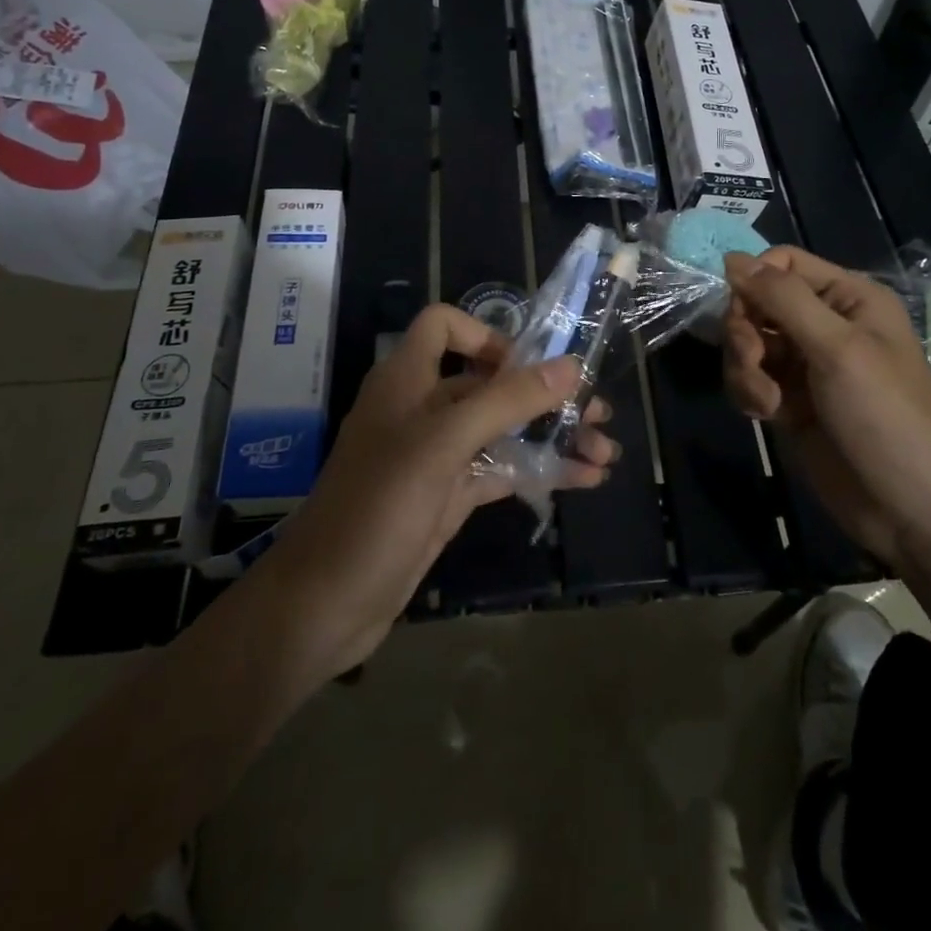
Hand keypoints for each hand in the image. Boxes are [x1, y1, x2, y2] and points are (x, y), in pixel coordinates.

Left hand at [254, 305, 617, 677]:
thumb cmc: (378, 507)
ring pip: (502, 430)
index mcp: (407, 380)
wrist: (325, 604)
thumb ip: (507, 401)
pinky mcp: (447, 495)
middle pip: (489, 382)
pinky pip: (500, 469)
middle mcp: (422, 408)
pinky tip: (584, 479)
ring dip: (551, 436)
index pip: (444, 327)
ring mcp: (436, 455)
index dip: (487, 335)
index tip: (530, 365)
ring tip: (605, 453)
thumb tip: (571, 366)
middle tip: (599, 412)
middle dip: (543, 394)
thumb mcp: (443, 444)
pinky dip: (539, 470)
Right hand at [722, 247, 930, 565]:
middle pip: (756, 302)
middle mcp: (823, 323)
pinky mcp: (788, 401)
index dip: (754, 281)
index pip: (782, 263)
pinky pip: (749, 377)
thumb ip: (782, 299)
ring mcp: (803, 364)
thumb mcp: (837, 349)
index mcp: (848, 298)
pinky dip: (748, 391)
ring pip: (747, 342)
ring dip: (744, 368)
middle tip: (754, 362)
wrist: (909, 511)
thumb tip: (730, 257)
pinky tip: (764, 414)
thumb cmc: (885, 417)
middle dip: (745, 332)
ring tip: (765, 400)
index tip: (741, 312)